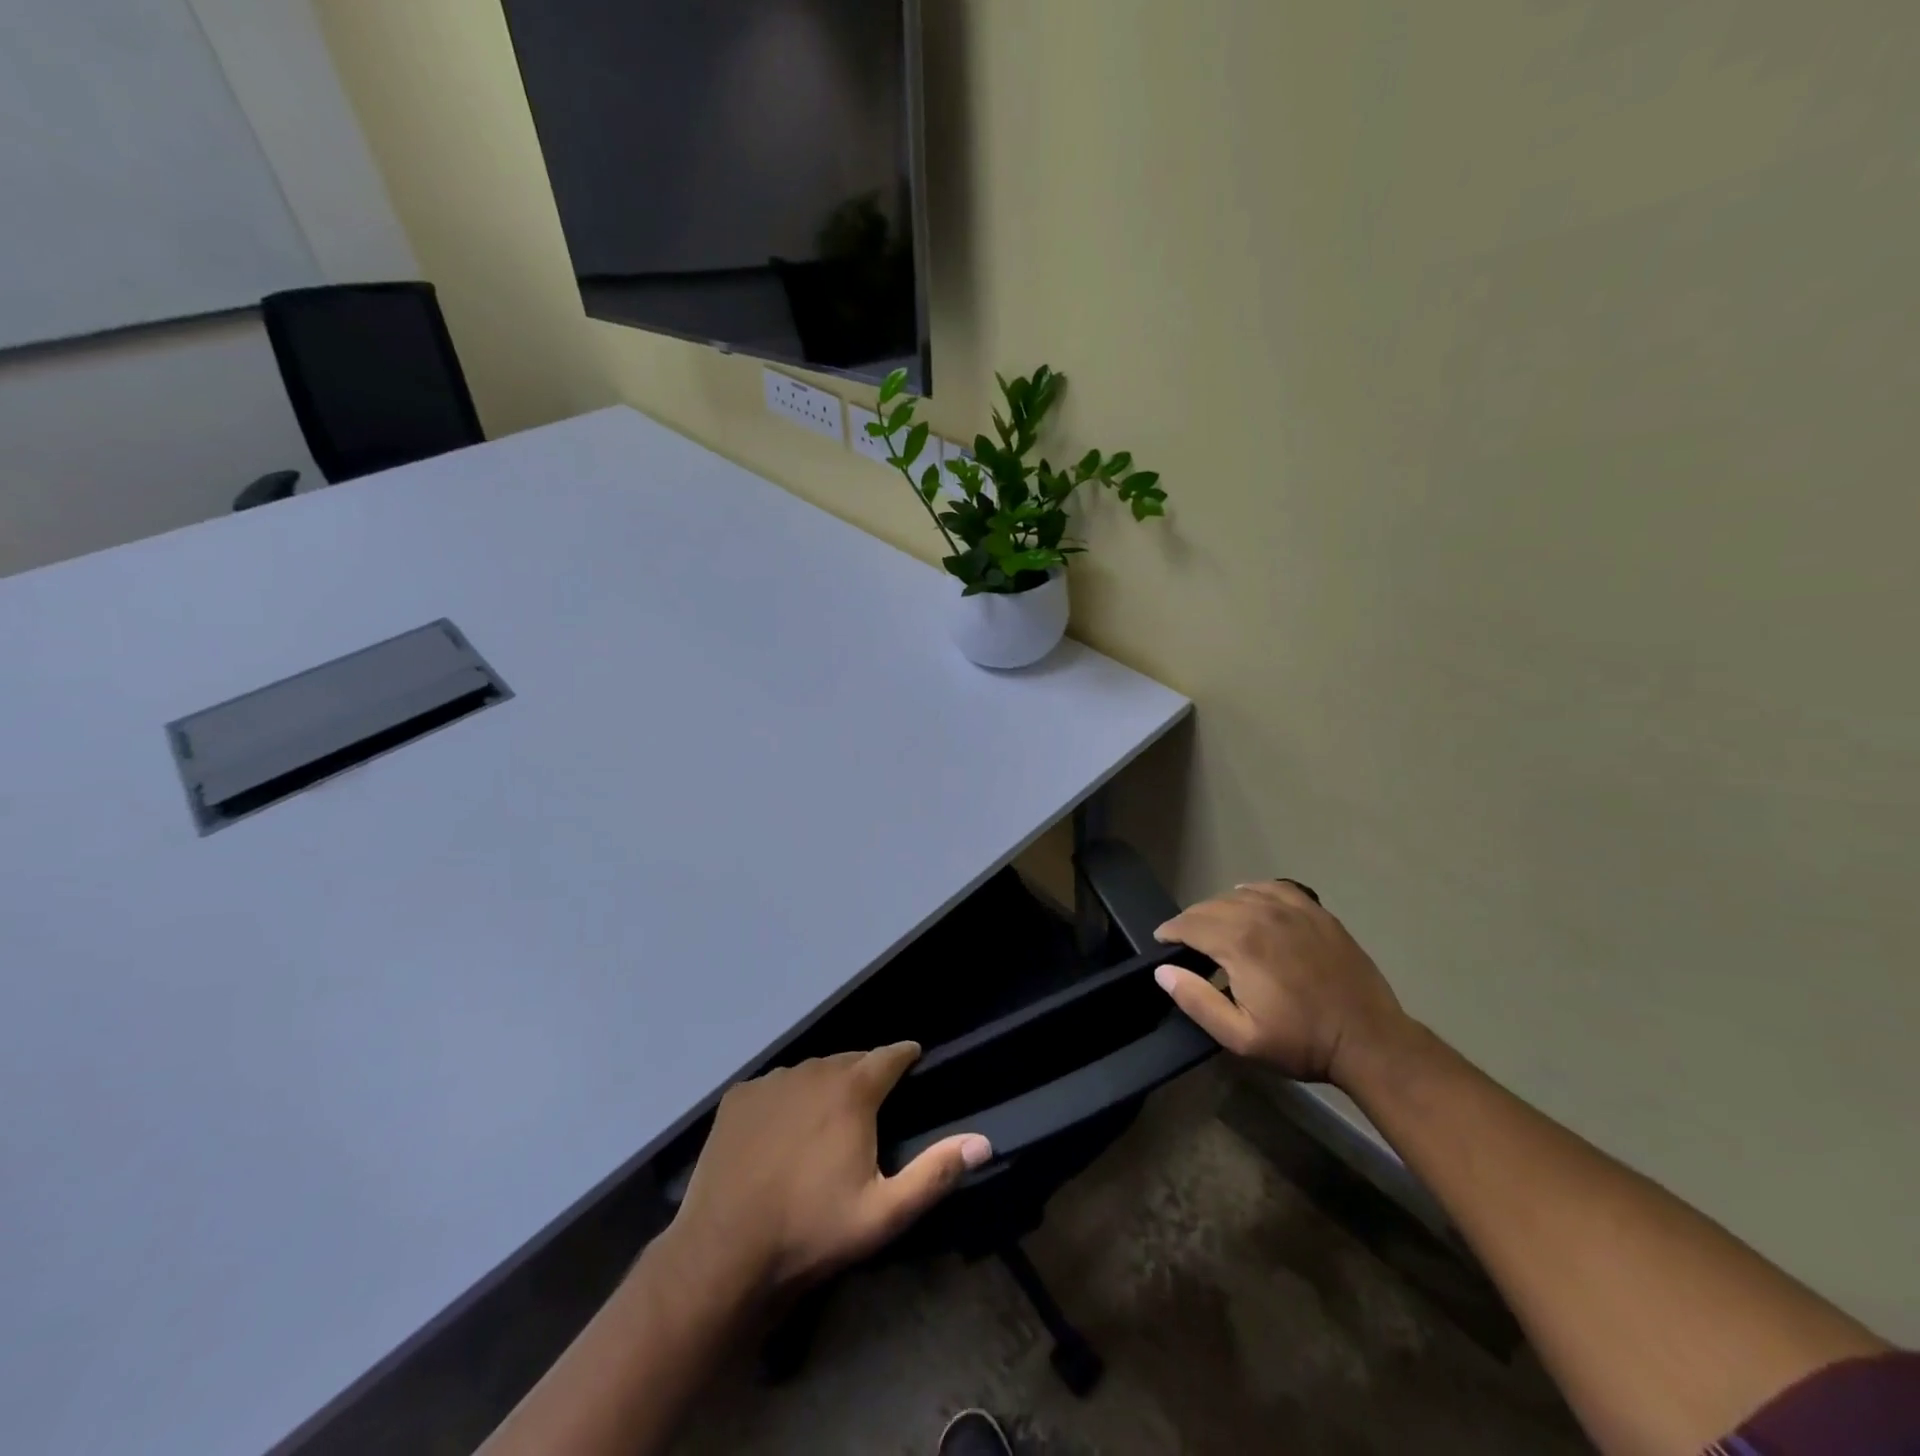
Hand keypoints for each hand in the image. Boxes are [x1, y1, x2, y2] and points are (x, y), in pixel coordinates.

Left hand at [667, 1044, 990, 1301]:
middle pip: (850, 1061)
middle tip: (870, 1106)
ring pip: (812, 1071)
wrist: (724, 1252)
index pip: (890, 1054)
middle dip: (865, 1075)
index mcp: (853, 1090)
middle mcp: (814, 1071)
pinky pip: (775, 1086)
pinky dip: (786, 1099)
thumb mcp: (884, 1213)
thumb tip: (983, 1142)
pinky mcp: (739, 1096)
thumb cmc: (811, 1230)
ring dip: (825, 1086)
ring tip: (826, 1120)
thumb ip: (935, 1173)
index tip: (913, 1060)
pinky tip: (781, 1133)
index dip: (905, 1056)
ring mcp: (772, 1080)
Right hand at [1153, 881, 1409, 1086]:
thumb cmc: (1301, 1042)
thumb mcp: (1241, 1037)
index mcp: (1239, 944)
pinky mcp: (1315, 911)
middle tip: (1185, 940)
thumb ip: (1197, 1001)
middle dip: (1191, 920)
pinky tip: (1250, 901)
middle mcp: (1260, 915)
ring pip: (1238, 894)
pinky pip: (1273, 888)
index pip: (1189, 924)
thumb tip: (1164, 971)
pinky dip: (1253, 891)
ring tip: (1215, 926)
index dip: (1170, 931)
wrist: (1369, 1040)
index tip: (1162, 942)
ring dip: (1219, 907)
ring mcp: (1291, 910)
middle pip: (1210, 906)